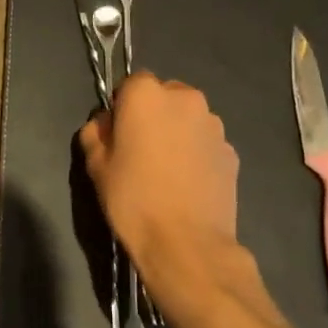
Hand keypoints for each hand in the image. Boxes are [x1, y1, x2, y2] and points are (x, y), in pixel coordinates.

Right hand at [80, 73, 274, 327]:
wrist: (187, 243)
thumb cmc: (133, 199)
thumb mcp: (96, 166)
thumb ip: (96, 133)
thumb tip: (105, 124)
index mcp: (147, 94)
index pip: (131, 83)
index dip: (123, 106)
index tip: (118, 133)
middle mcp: (185, 98)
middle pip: (165, 96)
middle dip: (153, 114)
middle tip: (141, 150)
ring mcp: (214, 124)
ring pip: (188, 118)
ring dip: (177, 132)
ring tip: (167, 170)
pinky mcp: (231, 151)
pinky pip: (206, 143)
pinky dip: (196, 153)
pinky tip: (187, 183)